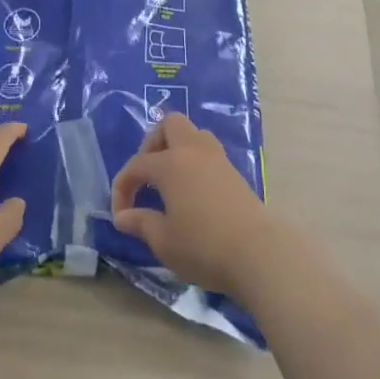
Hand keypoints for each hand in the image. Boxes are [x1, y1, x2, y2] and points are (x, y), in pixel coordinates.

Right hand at [110, 112, 275, 296]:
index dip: (122, 187)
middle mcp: (194, 151)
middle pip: (170, 125)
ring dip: (177, 149)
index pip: (137, 165)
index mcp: (171, 163)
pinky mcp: (235, 173)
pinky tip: (192, 192)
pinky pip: (208, 153)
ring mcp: (218, 159)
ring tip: (169, 181)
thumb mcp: (163, 240)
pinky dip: (195, 163)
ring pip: (194, 135)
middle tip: (147, 176)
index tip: (121, 215)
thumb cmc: (203, 246)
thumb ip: (140, 223)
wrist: (258, 253)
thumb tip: (123, 216)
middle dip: (152, 144)